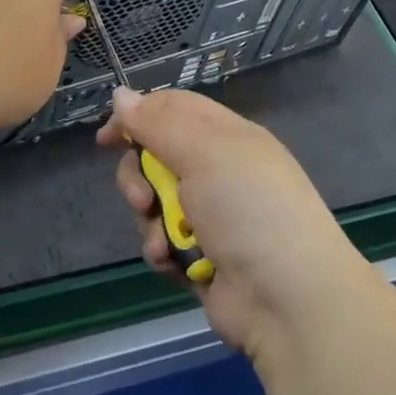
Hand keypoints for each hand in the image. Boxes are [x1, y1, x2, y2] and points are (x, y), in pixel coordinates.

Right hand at [98, 87, 365, 362]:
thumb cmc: (248, 208)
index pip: (174, 109)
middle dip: (139, 177)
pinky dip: (162, 250)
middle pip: (156, 156)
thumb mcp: (204, 152)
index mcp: (227, 137)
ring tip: (164, 240)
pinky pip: (163, 240)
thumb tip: (121, 95)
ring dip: (150, 220)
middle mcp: (218, 171)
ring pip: (155, 201)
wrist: (288, 299)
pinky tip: (171, 262)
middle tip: (143, 198)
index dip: (138, 116)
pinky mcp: (202, 256)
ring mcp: (211, 216)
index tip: (107, 137)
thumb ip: (158, 123)